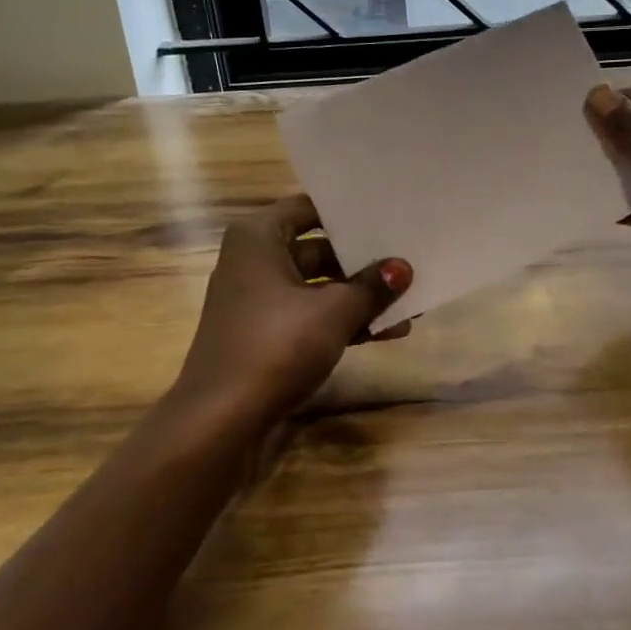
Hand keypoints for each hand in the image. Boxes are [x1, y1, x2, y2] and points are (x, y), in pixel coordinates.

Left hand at [175, 195, 411, 421]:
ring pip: (318, 286)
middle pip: (318, 248)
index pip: (310, 207)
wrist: (221, 421)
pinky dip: (343, 321)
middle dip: (363, 259)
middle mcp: (254, 261)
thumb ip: (372, 286)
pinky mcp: (265, 335)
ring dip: (359, 295)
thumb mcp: (334, 312)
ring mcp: (258, 301)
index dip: (349, 210)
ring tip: (409, 299)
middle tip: (408, 256)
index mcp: (259, 238)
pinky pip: (311, 315)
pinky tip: (387, 332)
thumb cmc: (276, 346)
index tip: (389, 212)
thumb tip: (404, 267)